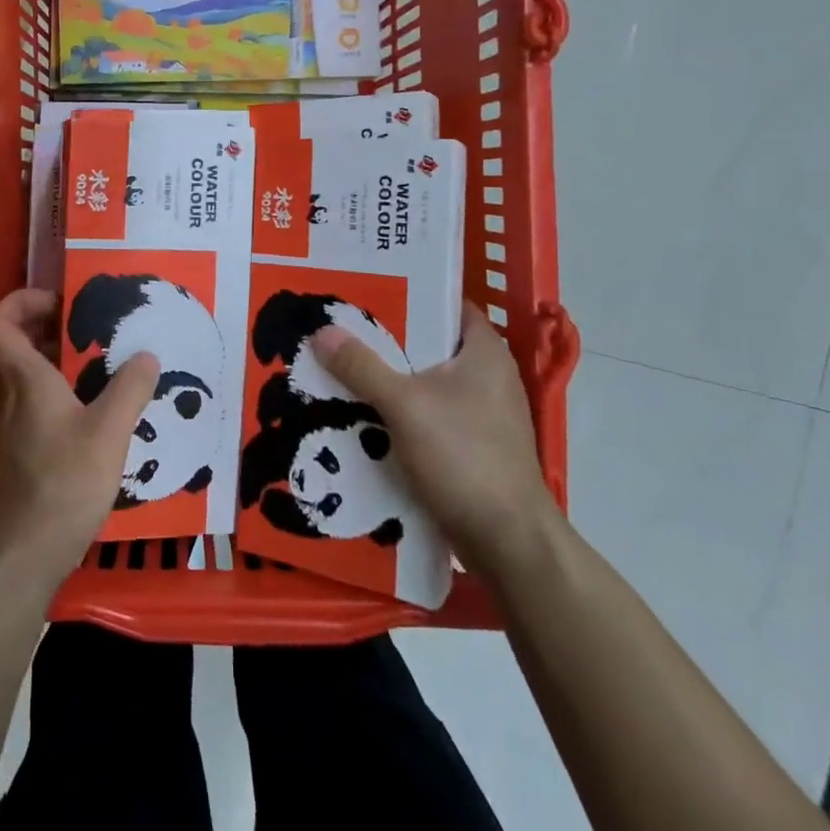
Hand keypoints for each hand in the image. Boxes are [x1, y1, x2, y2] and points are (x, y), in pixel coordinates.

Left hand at [0, 289, 159, 598]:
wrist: (21, 558)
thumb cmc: (62, 485)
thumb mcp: (109, 433)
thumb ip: (129, 389)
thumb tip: (146, 355)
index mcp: (24, 379)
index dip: (20, 302)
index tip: (60, 302)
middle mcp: (9, 396)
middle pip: (12, 345)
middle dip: (46, 328)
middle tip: (88, 329)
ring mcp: (10, 427)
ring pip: (23, 376)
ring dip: (53, 362)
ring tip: (99, 366)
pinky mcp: (18, 453)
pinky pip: (32, 405)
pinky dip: (57, 395)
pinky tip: (93, 414)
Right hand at [311, 303, 558, 581]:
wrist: (507, 542)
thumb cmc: (465, 458)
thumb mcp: (404, 405)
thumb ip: (362, 366)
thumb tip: (321, 331)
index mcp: (485, 352)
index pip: (447, 304)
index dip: (409, 292)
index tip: (366, 288)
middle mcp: (488, 377)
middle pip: (429, 344)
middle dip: (385, 338)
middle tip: (339, 326)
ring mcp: (481, 415)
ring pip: (424, 382)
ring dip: (387, 378)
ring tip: (340, 365)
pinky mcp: (471, 447)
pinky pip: (426, 415)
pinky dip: (397, 411)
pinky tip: (361, 412)